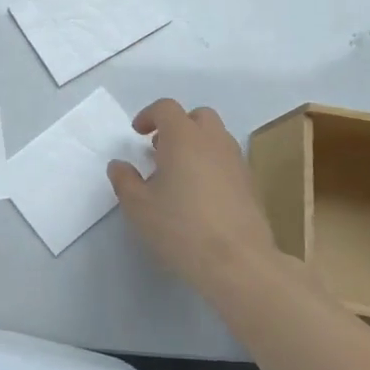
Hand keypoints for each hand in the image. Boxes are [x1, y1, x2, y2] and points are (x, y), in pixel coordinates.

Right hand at [108, 99, 289, 292]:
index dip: (149, 116)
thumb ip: (124, 180)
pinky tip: (200, 196)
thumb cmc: (180, 227)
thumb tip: (119, 165)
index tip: (138, 135)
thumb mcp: (138, 206)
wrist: (237, 261)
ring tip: (179, 175)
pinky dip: (212, 165)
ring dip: (196, 145)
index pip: (166, 108)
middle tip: (161, 150)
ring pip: (216, 138)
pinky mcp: (250, 185)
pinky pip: (227, 161)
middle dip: (178, 126)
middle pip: (198, 117)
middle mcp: (213, 141)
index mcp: (183, 137)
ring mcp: (236, 162)